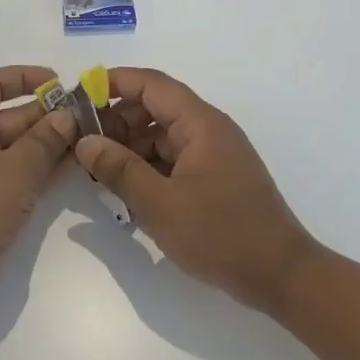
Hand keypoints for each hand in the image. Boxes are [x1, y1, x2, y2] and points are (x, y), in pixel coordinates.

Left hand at [0, 65, 79, 308]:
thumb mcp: (16, 169)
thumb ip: (45, 140)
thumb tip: (66, 116)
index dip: (24, 77)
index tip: (59, 81)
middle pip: (10, 116)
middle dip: (48, 115)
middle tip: (90, 117)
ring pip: (17, 147)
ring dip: (50, 144)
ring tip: (91, 141)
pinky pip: (17, 174)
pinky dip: (42, 169)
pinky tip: (75, 168)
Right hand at [77, 67, 320, 313]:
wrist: (280, 276)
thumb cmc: (220, 234)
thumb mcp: (159, 204)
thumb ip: (119, 169)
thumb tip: (85, 141)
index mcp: (200, 124)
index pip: (151, 85)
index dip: (114, 83)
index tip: (78, 97)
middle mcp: (208, 131)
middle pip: (154, 108)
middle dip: (116, 121)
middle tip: (83, 144)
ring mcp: (213, 155)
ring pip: (161, 137)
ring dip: (130, 148)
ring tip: (98, 172)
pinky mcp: (215, 179)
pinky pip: (173, 160)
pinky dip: (147, 168)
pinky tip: (126, 190)